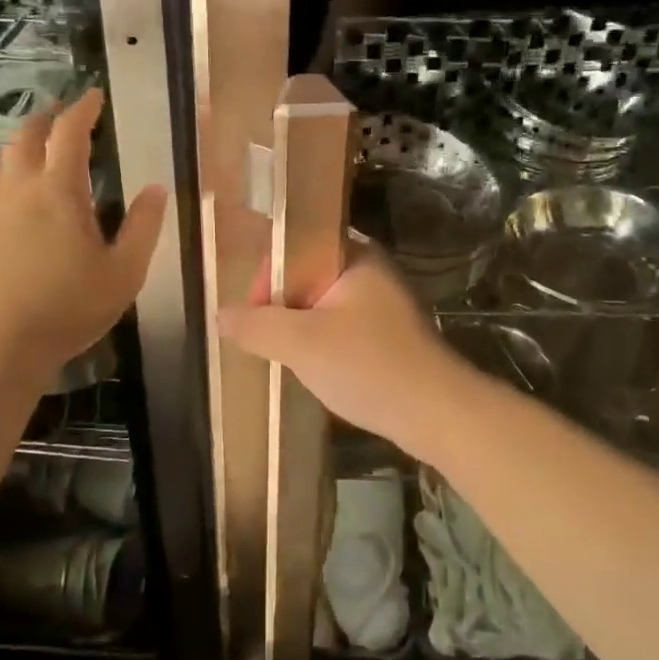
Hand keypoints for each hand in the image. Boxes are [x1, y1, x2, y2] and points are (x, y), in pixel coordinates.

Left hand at [0, 88, 166, 383]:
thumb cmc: (65, 309)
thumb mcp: (123, 273)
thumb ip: (143, 227)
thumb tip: (156, 188)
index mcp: (59, 191)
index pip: (70, 132)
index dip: (83, 108)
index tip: (94, 95)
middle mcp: (18, 189)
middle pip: (27, 136)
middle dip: (48, 117)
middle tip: (65, 114)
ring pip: (0, 159)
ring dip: (21, 143)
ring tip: (36, 147)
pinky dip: (5, 176)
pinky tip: (14, 199)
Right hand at [217, 243, 467, 445]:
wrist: (437, 414)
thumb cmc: (368, 366)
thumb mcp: (302, 344)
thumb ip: (257, 326)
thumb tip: (221, 315)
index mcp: (355, 256)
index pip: (296, 245)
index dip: (268, 275)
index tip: (254, 314)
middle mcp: (371, 271)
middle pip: (307, 276)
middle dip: (282, 307)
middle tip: (268, 342)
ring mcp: (384, 305)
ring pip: (323, 306)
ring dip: (301, 330)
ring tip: (288, 359)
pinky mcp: (390, 336)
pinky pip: (342, 329)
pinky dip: (323, 346)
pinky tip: (317, 371)